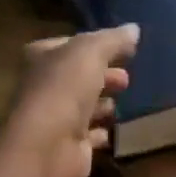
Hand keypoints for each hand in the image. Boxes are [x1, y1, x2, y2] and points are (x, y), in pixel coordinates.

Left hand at [0, 25, 139, 176]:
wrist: (48, 146)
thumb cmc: (64, 88)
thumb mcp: (91, 52)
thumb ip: (113, 39)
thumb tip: (133, 29)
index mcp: (42, 58)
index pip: (70, 45)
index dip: (95, 45)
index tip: (122, 48)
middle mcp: (44, 86)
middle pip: (78, 77)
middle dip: (103, 75)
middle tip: (126, 78)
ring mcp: (55, 118)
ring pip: (83, 106)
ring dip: (102, 103)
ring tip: (124, 100)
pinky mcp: (69, 146)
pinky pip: (90, 135)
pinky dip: (102, 131)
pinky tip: (117, 128)